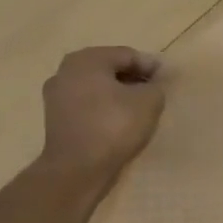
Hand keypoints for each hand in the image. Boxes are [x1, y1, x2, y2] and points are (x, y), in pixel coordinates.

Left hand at [38, 46, 165, 194]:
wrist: (77, 167)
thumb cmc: (114, 125)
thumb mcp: (149, 101)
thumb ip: (155, 85)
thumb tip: (153, 82)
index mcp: (87, 59)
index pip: (127, 55)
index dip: (151, 66)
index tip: (167, 81)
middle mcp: (66, 70)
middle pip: (109, 68)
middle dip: (133, 78)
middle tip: (154, 92)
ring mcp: (56, 94)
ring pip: (96, 86)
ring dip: (117, 93)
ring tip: (138, 108)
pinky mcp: (55, 117)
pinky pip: (86, 103)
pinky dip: (103, 107)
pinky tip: (118, 120)